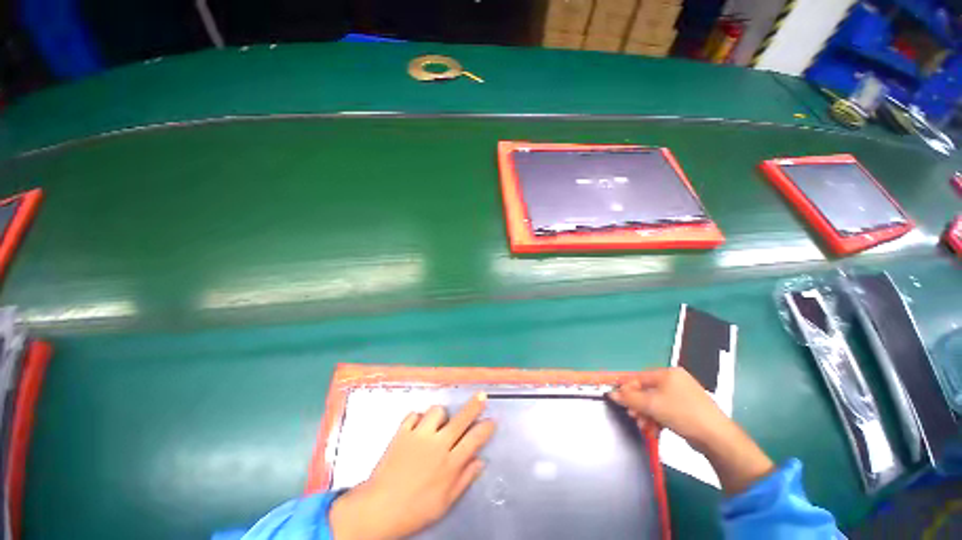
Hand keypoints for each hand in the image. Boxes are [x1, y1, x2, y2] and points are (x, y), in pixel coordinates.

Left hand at [329, 393, 494, 539]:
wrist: (378, 509)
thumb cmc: (415, 510)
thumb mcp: (445, 502)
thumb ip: (464, 479)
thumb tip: (481, 461)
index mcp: (450, 463)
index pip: (474, 439)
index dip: (486, 428)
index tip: (493, 420)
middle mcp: (437, 444)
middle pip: (461, 419)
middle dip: (474, 405)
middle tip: (482, 395)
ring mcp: (419, 435)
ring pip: (437, 411)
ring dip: (440, 416)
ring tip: (437, 425)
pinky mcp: (402, 432)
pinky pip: (414, 414)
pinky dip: (418, 418)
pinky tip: (417, 427)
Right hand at [609, 368, 773, 494]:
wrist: (717, 438)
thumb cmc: (683, 414)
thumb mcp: (651, 405)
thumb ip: (629, 398)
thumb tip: (611, 393)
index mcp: (667, 373)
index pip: (638, 377)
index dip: (627, 388)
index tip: (618, 400)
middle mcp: (675, 380)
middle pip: (646, 390)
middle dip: (638, 405)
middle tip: (633, 416)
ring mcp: (682, 394)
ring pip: (655, 402)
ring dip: (646, 414)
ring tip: (644, 426)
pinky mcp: (688, 408)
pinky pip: (665, 409)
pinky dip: (657, 418)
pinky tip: (654, 429)